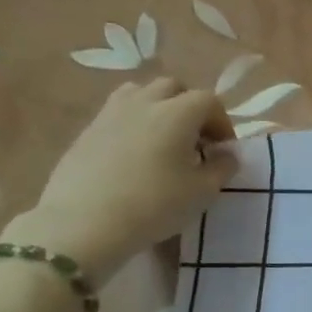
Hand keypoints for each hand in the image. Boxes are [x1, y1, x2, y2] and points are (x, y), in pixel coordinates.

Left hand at [8, 79, 236, 279]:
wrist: (84, 223)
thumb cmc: (154, 205)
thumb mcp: (203, 191)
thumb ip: (223, 167)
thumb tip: (227, 154)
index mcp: (177, 113)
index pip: (209, 101)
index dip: (222, 123)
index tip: (223, 150)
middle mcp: (144, 103)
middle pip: (173, 88)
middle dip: (190, 107)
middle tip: (196, 140)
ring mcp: (111, 113)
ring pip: (140, 93)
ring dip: (159, 108)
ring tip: (164, 139)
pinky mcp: (87, 130)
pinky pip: (117, 113)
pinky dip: (134, 123)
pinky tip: (136, 154)